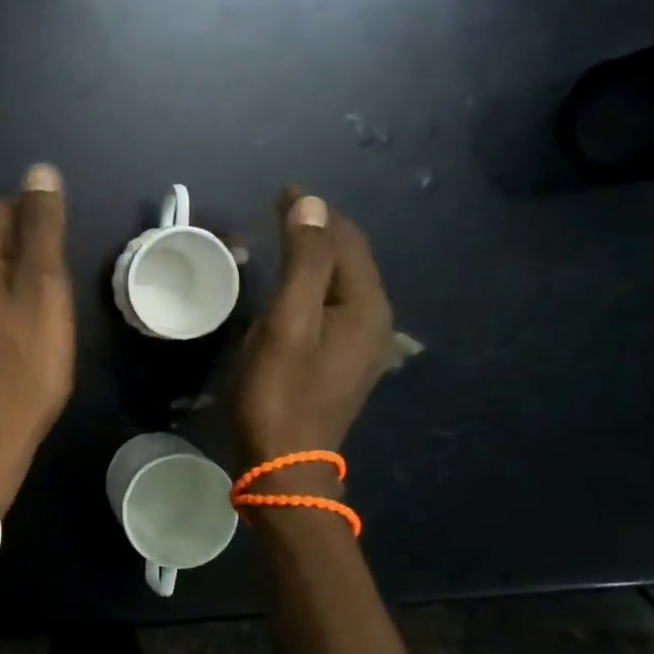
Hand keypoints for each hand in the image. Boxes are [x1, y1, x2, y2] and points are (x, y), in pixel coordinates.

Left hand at [0, 164, 74, 493]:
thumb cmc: (21, 370)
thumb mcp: (43, 292)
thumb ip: (41, 228)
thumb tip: (39, 172)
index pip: (2, 210)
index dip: (37, 234)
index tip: (55, 276)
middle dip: (20, 264)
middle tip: (46, 309)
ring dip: (4, 291)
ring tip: (28, 333)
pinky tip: (4, 349)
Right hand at [234, 189, 393, 469]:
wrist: (283, 464)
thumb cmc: (280, 393)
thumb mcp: (288, 322)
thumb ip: (304, 262)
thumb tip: (312, 205)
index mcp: (365, 306)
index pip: (345, 239)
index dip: (315, 211)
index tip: (281, 189)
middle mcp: (374, 320)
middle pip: (350, 258)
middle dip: (319, 228)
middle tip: (281, 206)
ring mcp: (360, 344)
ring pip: (342, 282)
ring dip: (317, 254)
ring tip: (286, 235)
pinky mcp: (342, 361)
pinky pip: (333, 304)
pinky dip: (314, 283)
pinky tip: (295, 285)